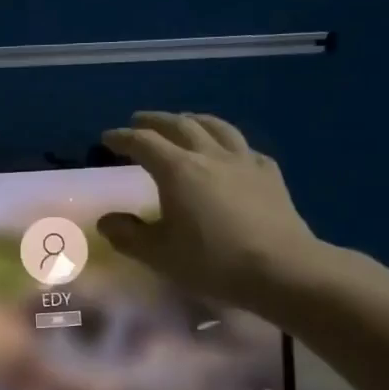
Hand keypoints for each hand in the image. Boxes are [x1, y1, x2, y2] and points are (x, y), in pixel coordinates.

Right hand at [97, 112, 326, 317]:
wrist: (282, 268)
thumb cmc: (212, 261)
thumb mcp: (158, 254)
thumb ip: (127, 235)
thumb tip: (106, 221)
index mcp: (177, 170)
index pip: (143, 143)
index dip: (122, 138)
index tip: (107, 138)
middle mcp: (208, 155)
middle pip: (179, 125)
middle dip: (155, 121)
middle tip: (139, 122)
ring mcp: (243, 161)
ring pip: (216, 127)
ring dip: (193, 120)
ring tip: (183, 121)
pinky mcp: (269, 174)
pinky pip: (244, 148)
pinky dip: (228, 143)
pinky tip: (229, 153)